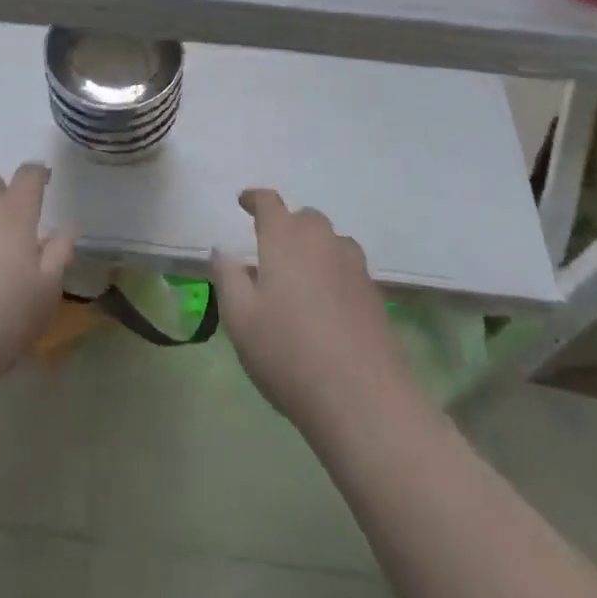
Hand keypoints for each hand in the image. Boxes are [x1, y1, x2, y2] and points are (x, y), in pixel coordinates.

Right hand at [212, 189, 417, 435]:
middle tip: (270, 253)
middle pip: (303, 218)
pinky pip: (347, 267)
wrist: (363, 399)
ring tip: (299, 279)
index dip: (254, 199)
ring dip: (312, 248)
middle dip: (285, 226)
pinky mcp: (373, 293)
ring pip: (329, 241)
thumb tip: (223, 250)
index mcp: (285, 237)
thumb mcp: (240, 319)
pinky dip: (332, 273)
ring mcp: (353, 264)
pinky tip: (326, 306)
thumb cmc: (289, 354)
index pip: (269, 202)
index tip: (244, 202)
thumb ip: (228, 277)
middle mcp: (321, 239)